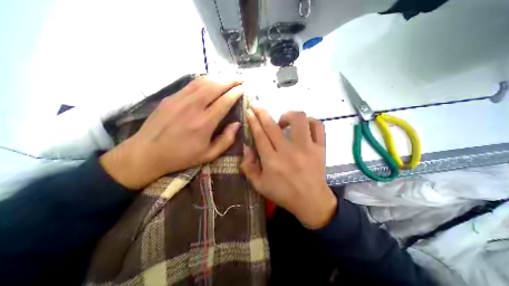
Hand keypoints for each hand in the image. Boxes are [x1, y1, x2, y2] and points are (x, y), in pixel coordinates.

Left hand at [102, 77, 244, 191]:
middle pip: (215, 86)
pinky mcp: (171, 97)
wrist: (147, 153)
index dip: (235, 93)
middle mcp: (193, 107)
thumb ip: (226, 140)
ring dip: (218, 77)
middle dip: (230, 80)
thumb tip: (237, 124)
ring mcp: (180, 99)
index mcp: (204, 123)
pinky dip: (205, 80)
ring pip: (203, 81)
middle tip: (240, 78)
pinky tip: (211, 81)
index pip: (224, 101)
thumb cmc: (181, 156)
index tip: (243, 89)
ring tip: (228, 77)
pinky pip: (191, 84)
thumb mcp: (209, 155)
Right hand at [241, 107, 337, 229]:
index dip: (253, 121)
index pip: (260, 135)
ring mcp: (307, 148)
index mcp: (272, 161)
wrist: (311, 201)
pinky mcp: (320, 148)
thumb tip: (246, 147)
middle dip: (262, 112)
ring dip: (287, 115)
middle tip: (256, 105)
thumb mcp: (259, 185)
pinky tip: (303, 126)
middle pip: (272, 126)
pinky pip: (318, 126)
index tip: (249, 111)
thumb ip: (248, 166)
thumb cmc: (283, 194)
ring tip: (283, 121)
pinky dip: (310, 121)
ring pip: (298, 120)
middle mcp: (288, 151)